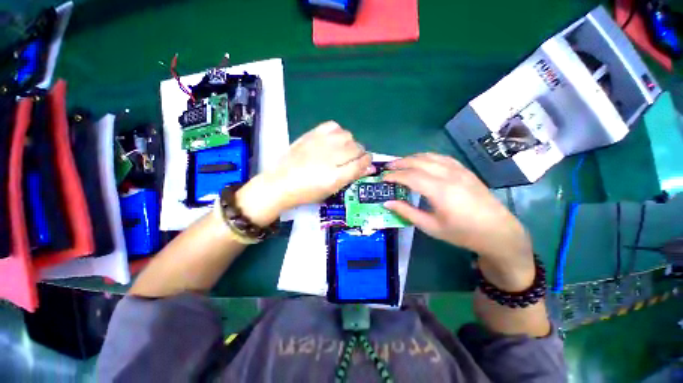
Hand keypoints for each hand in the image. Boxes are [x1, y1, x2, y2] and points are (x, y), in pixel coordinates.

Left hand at [237, 121, 373, 225]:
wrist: (281, 183)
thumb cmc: (308, 192)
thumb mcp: (331, 189)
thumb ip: (351, 176)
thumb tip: (369, 167)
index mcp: (335, 177)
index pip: (361, 163)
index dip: (367, 162)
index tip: (366, 163)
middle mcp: (330, 157)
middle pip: (357, 148)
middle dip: (359, 154)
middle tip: (351, 160)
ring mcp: (320, 143)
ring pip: (347, 135)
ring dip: (349, 143)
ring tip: (341, 150)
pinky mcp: (311, 134)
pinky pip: (333, 126)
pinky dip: (337, 132)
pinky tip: (332, 140)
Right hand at [383, 153, 533, 289]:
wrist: (498, 232)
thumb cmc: (462, 233)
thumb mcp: (431, 227)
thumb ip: (407, 212)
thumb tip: (387, 203)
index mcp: (440, 191)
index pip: (410, 176)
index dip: (394, 176)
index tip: (383, 178)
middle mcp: (449, 176)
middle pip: (419, 162)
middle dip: (401, 163)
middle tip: (388, 167)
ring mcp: (459, 171)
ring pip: (431, 156)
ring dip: (413, 158)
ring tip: (401, 163)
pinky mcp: (465, 171)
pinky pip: (442, 158)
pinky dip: (428, 157)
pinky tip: (422, 161)